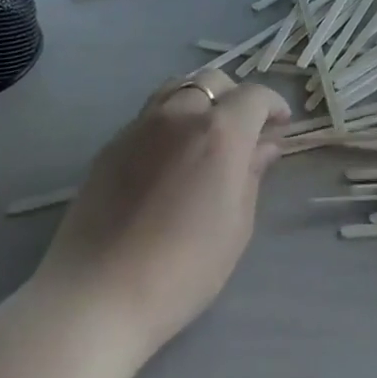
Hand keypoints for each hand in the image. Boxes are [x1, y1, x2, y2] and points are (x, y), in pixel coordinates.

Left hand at [32, 69, 288, 354]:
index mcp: (220, 132)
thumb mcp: (236, 226)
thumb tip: (263, 146)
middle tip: (244, 128)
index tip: (280, 125)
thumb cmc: (183, 269)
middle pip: (213, 81)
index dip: (273, 105)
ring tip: (205, 131)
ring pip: (178, 87)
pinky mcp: (112, 144)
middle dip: (235, 97)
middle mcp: (181, 114)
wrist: (96, 296)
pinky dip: (170, 118)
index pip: (255, 96)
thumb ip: (252, 175)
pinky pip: (150, 113)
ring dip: (200, 99)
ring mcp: (141, 125)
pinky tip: (169, 153)